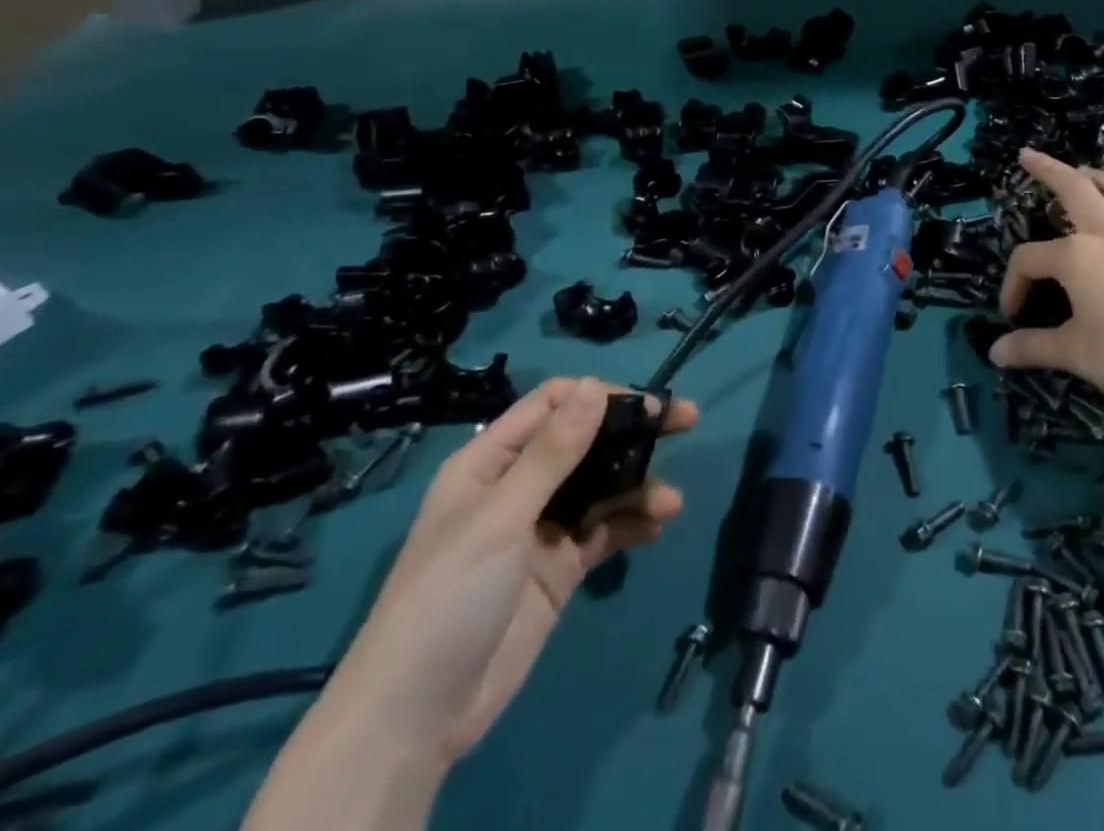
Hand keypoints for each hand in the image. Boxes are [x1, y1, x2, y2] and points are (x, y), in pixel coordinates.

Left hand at [322, 377, 696, 764]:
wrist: (417, 717)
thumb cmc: (449, 596)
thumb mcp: (500, 517)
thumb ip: (553, 452)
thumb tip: (595, 385)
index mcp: (491, 461)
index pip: (553, 405)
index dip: (601, 396)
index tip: (648, 403)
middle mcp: (519, 486)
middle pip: (586, 441)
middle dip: (634, 431)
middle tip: (686, 421)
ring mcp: (541, 528)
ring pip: (601, 486)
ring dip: (638, 485)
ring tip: (671, 502)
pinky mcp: (560, 567)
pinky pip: (604, 531)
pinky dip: (632, 523)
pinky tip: (657, 526)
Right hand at [993, 148, 1103, 412]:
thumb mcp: (1075, 354)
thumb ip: (1033, 347)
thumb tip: (996, 352)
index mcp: (1077, 255)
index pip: (1029, 259)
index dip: (1013, 284)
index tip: (1013, 317)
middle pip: (1076, 189)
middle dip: (1049, 169)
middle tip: (1029, 155)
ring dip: (1100, 179)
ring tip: (1086, 172)